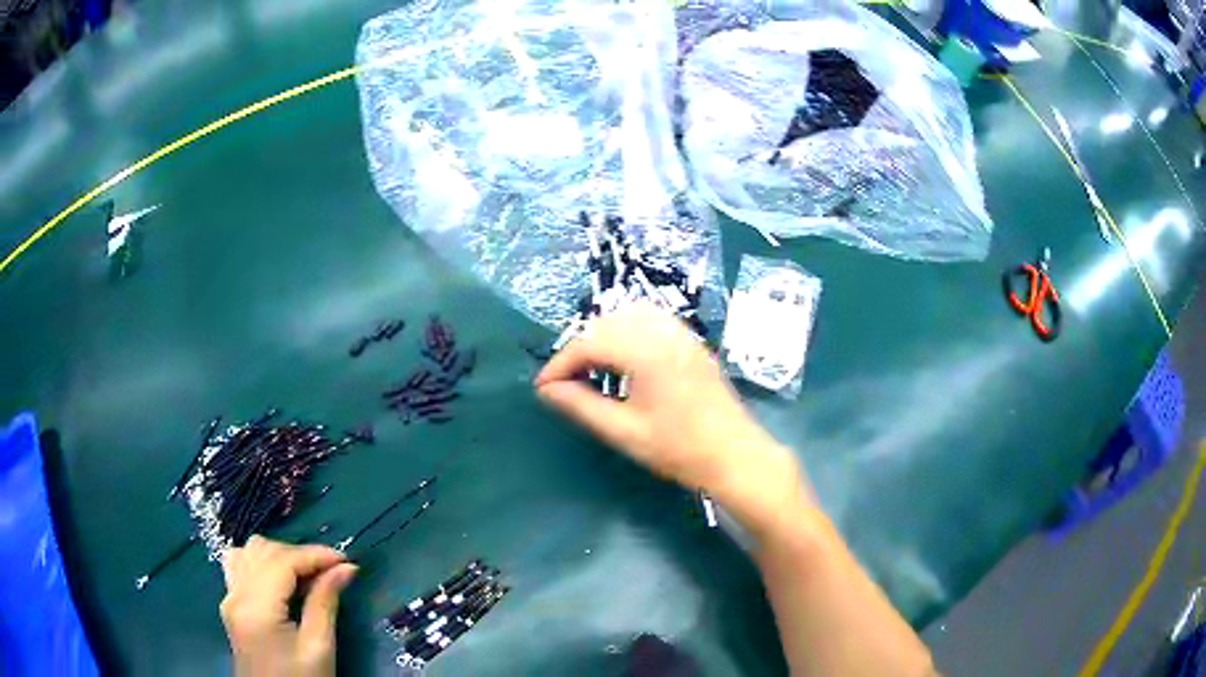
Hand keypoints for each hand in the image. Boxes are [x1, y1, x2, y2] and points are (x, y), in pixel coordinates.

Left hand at [220, 536, 357, 676]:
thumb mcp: (319, 648)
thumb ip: (326, 603)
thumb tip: (346, 568)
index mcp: (256, 607)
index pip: (282, 561)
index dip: (315, 555)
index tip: (347, 561)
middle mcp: (236, 594)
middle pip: (263, 550)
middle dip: (299, 554)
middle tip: (332, 573)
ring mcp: (229, 598)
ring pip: (249, 552)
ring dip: (279, 556)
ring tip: (307, 577)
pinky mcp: (230, 605)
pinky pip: (240, 566)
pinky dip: (262, 563)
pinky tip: (281, 581)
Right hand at [535, 305, 806, 527]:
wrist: (735, 456)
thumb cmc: (679, 450)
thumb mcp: (624, 432)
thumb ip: (581, 406)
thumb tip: (547, 391)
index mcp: (646, 351)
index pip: (589, 343)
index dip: (560, 363)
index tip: (542, 388)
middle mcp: (664, 332)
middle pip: (607, 323)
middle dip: (579, 347)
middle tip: (564, 381)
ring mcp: (682, 334)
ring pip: (629, 316)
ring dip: (603, 336)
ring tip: (590, 368)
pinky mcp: (692, 343)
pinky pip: (652, 321)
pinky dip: (628, 332)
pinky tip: (623, 359)